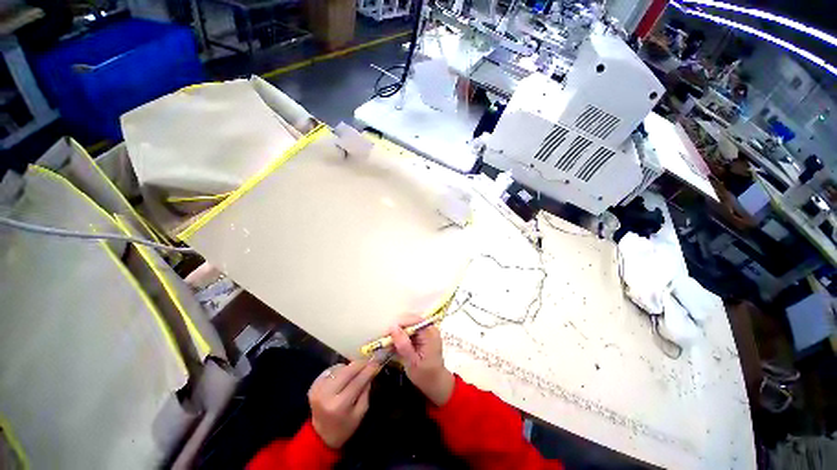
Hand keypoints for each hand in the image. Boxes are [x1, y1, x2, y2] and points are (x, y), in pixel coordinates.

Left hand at [308, 359, 380, 448]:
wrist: (320, 436)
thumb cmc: (344, 427)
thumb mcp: (360, 413)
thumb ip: (366, 391)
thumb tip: (371, 371)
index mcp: (340, 405)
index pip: (358, 381)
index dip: (369, 369)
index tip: (378, 361)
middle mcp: (327, 395)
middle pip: (347, 371)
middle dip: (360, 364)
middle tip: (369, 361)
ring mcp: (318, 389)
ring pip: (339, 368)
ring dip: (350, 367)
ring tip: (356, 371)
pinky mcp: (313, 385)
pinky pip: (330, 370)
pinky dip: (339, 369)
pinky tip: (343, 375)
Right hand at [389, 315, 454, 406]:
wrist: (436, 384)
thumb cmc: (425, 376)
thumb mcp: (412, 363)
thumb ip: (403, 344)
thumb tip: (392, 327)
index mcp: (430, 333)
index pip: (413, 320)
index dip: (398, 324)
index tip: (386, 334)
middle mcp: (430, 328)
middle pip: (411, 320)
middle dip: (397, 328)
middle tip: (385, 339)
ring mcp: (427, 330)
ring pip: (409, 324)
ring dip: (399, 332)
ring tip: (389, 343)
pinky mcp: (424, 334)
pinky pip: (411, 330)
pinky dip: (402, 336)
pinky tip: (395, 345)